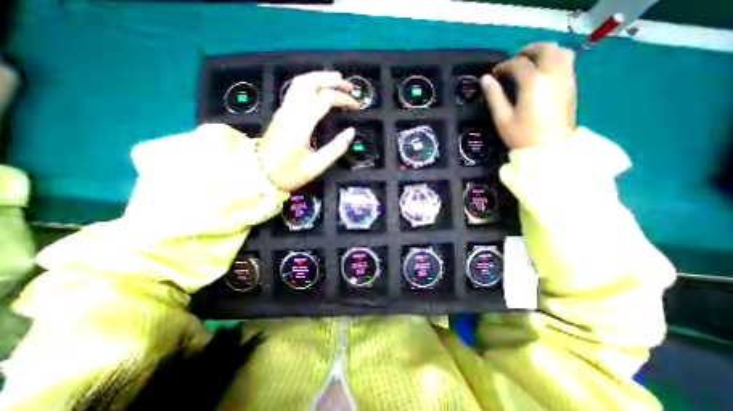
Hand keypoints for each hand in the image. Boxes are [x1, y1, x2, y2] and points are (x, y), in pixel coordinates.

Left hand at [257, 70, 359, 191]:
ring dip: (320, 78)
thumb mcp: (315, 166)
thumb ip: (335, 148)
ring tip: (337, 81)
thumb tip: (351, 132)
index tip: (356, 106)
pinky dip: (311, 84)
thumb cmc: (288, 173)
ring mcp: (283, 111)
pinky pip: (296, 90)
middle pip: (310, 82)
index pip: (324, 99)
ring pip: (300, 82)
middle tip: (349, 86)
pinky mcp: (281, 114)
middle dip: (332, 80)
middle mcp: (290, 111)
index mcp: (300, 124)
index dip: (342, 98)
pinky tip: (320, 90)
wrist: (259, 175)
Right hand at [482, 42, 577, 148]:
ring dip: (543, 51)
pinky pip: (566, 60)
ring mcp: (565, 78)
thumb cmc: (522, 135)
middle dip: (526, 51)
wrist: (549, 148)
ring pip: (559, 51)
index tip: (494, 73)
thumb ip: (494, 96)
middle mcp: (552, 74)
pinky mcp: (571, 84)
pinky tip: (542, 70)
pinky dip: (553, 58)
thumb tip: (485, 79)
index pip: (518, 64)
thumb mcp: (502, 118)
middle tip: (512, 61)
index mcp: (533, 83)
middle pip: (543, 49)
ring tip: (528, 61)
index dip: (504, 66)